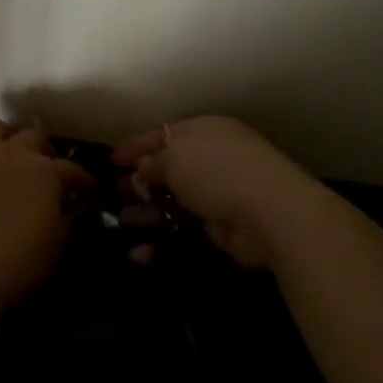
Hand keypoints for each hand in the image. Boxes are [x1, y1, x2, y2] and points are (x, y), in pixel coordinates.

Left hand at [0, 118, 94, 310]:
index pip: (73, 170)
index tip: (89, 191)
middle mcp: (12, 152)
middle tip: (44, 169)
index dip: (84, 181)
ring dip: (2, 137)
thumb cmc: (15, 264)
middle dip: (43, 150)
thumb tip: (77, 205)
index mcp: (45, 172)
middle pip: (34, 136)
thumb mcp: (54, 248)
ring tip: (4, 154)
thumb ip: (68, 219)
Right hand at [112, 116, 327, 267]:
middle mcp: (211, 157)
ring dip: (146, 211)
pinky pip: (184, 226)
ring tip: (120, 221)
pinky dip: (163, 237)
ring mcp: (218, 191)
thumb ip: (153, 162)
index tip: (111, 160)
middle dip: (139, 180)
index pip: (162, 134)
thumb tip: (144, 170)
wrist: (271, 213)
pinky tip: (139, 251)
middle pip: (167, 167)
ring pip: (174, 199)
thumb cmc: (217, 171)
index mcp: (203, 130)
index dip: (135, 146)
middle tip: (112, 192)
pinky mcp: (221, 224)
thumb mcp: (175, 157)